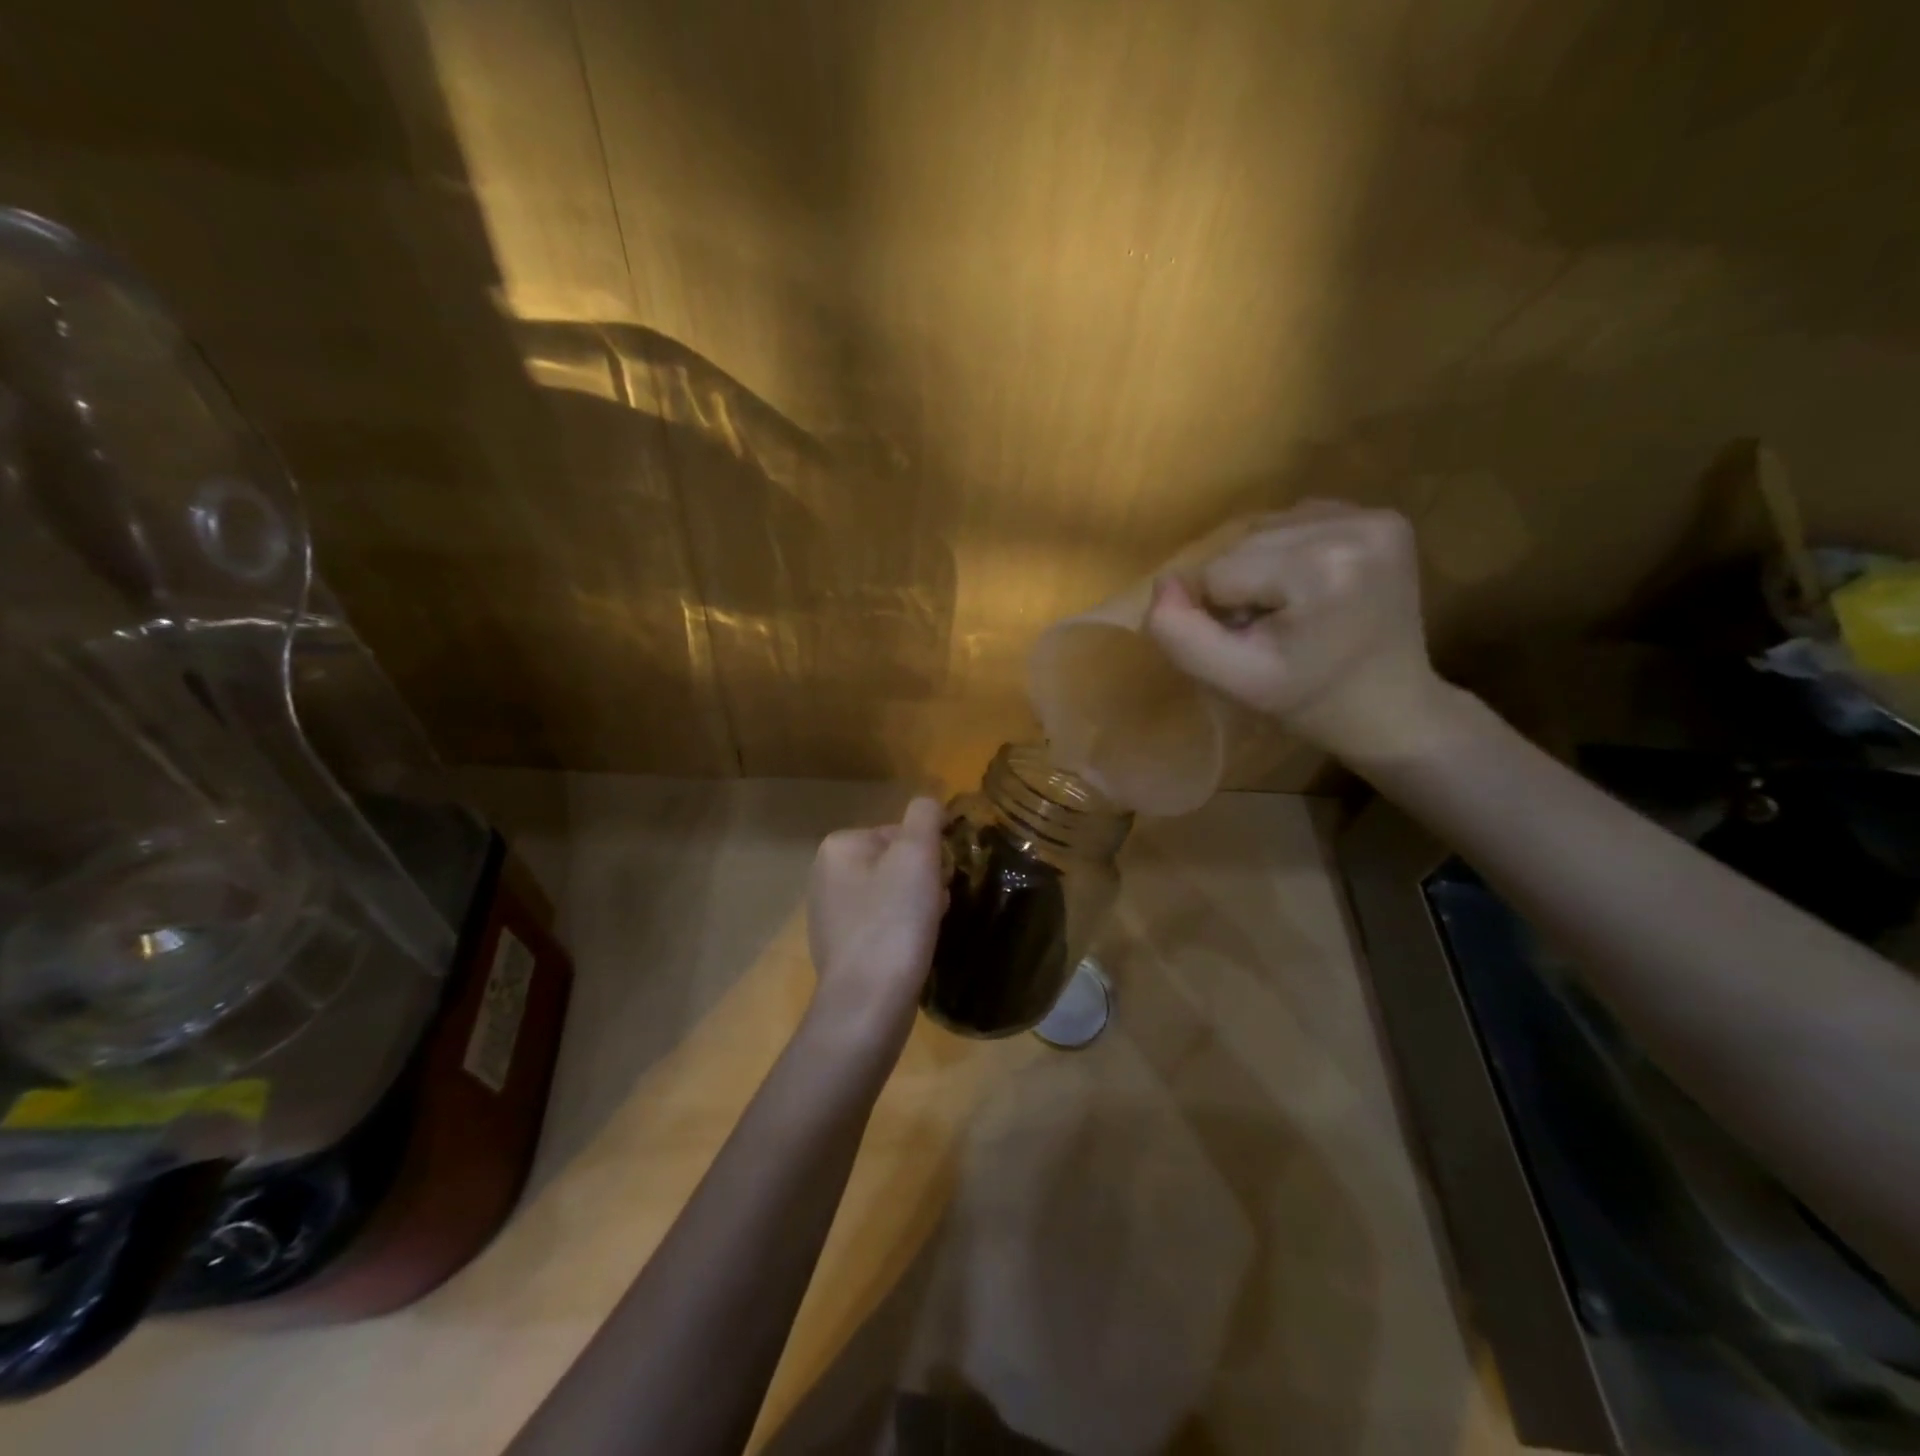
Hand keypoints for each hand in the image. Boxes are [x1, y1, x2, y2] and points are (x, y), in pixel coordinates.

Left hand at [805, 796, 947, 1053]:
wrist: (868, 1003)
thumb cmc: (894, 921)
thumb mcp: (916, 855)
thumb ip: (925, 816)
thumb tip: (929, 804)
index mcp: (837, 847)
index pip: (899, 832)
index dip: (927, 854)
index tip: (938, 879)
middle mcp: (825, 876)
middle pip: (895, 863)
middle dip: (922, 880)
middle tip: (935, 905)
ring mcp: (829, 915)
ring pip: (891, 894)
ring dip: (917, 905)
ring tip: (927, 929)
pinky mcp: (841, 948)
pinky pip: (882, 924)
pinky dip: (902, 931)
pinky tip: (912, 949)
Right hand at [1146, 501, 1459, 762]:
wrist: (1390, 707)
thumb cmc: (1310, 702)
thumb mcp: (1235, 682)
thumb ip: (1182, 635)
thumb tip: (1162, 584)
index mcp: (1322, 570)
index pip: (1218, 572)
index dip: (1219, 612)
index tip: (1256, 644)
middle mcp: (1355, 527)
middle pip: (1242, 544)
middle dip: (1239, 586)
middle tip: (1271, 631)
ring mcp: (1375, 516)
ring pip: (1264, 528)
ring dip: (1259, 567)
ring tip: (1290, 609)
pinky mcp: (1382, 515)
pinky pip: (1296, 520)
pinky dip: (1287, 552)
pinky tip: (1309, 586)